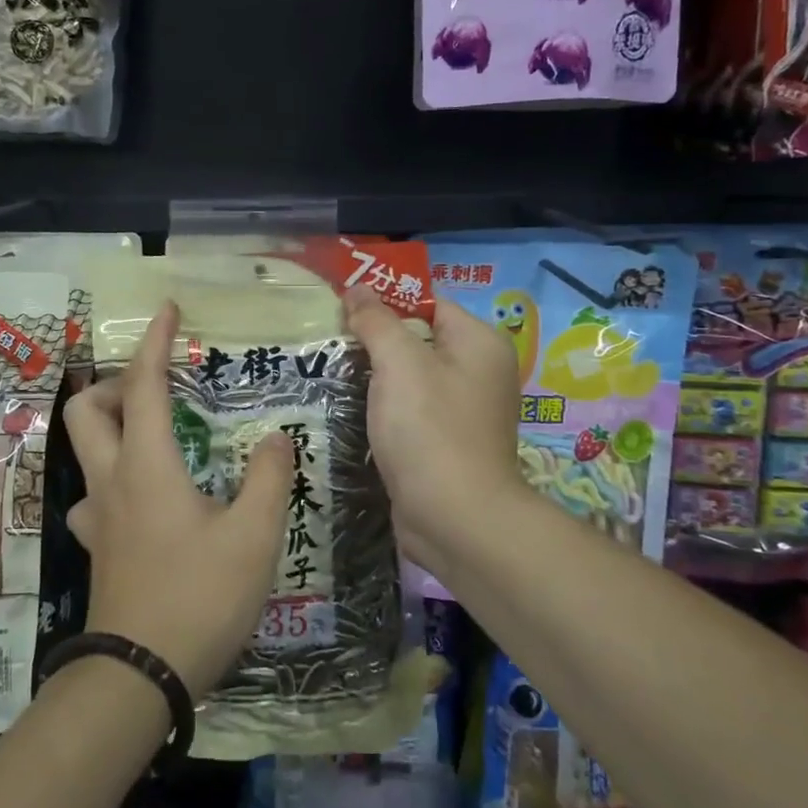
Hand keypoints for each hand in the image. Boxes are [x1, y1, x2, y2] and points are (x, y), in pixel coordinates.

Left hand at [63, 302, 294, 698]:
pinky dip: (114, 481)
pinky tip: (144, 502)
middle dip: (111, 384)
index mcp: (148, 466)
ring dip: (111, 432)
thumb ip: (269, 479)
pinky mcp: (98, 549)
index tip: (166, 309)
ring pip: (85, 454)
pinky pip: (94, 498)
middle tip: (155, 390)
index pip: (142, 385)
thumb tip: (273, 438)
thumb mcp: (254, 536)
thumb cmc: (199, 597)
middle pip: (86, 412)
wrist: (139, 676)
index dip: (153, 341)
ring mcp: (97, 518)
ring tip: (156, 441)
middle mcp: (112, 481)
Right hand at [342, 286, 527, 581]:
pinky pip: (411, 410)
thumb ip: (377, 321)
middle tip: (328, 337)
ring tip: (330, 369)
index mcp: (479, 342)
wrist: (454, 519)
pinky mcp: (446, 442)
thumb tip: (357, 289)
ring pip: (411, 377)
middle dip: (375, 339)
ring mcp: (464, 410)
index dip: (385, 301)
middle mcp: (479, 371)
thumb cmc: (430, 429)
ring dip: (375, 376)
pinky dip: (384, 407)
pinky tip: (351, 408)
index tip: (341, 306)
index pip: (428, 303)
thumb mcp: (399, 363)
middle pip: (418, 339)